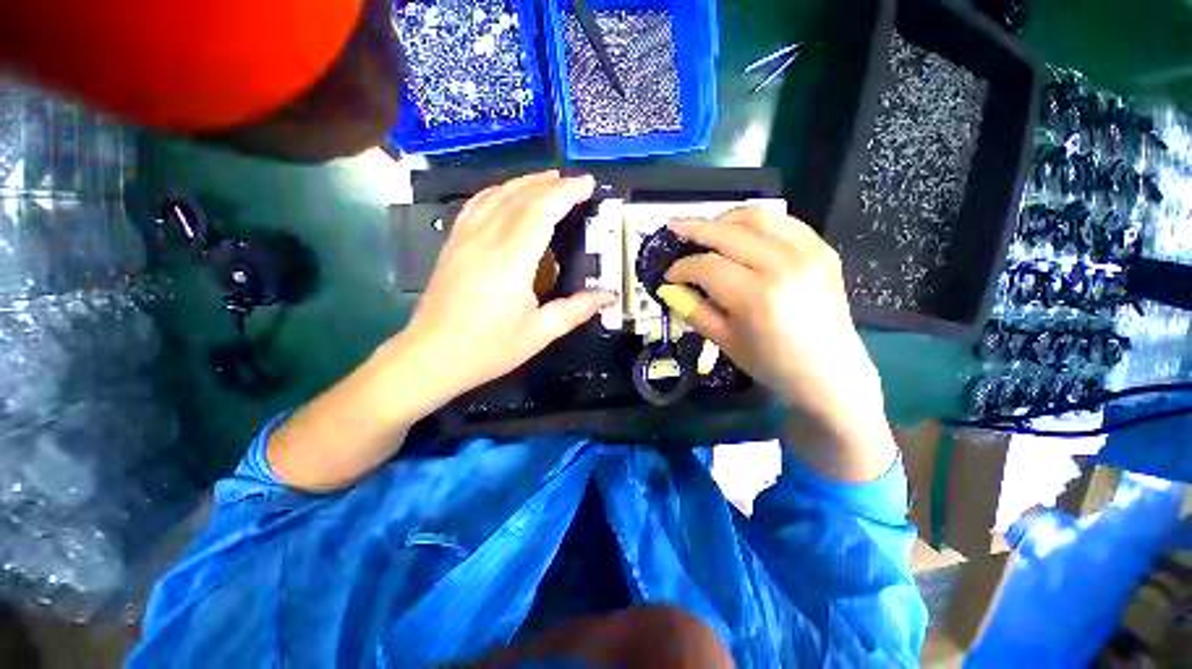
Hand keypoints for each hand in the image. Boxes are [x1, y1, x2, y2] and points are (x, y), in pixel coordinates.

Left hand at [398, 171, 614, 403]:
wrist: (431, 357)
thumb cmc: (488, 348)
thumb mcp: (539, 333)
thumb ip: (576, 310)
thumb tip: (608, 296)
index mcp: (510, 261)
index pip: (540, 212)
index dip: (566, 193)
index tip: (587, 184)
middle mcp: (485, 241)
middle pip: (520, 197)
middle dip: (551, 184)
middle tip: (575, 183)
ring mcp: (464, 239)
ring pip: (496, 195)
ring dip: (525, 183)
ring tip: (548, 179)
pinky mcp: (452, 244)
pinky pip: (476, 205)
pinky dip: (497, 192)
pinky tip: (507, 194)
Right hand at [660, 209, 885, 441]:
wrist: (830, 372)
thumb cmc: (772, 364)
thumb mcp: (724, 340)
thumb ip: (693, 309)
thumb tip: (669, 287)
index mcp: (757, 297)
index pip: (707, 266)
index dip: (682, 268)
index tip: (668, 275)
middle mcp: (784, 266)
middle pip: (729, 233)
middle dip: (695, 229)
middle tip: (673, 228)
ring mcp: (809, 253)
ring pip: (757, 217)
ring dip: (725, 219)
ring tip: (705, 227)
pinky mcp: (823, 249)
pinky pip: (783, 221)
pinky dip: (756, 222)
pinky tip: (741, 232)